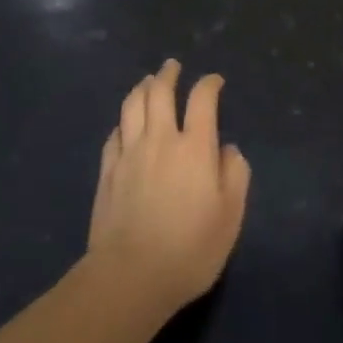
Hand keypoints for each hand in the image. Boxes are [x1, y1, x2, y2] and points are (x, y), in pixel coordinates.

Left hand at [88, 59, 251, 318]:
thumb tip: (227, 150)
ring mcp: (129, 153)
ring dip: (142, 88)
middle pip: (160, 92)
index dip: (209, 84)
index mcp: (195, 147)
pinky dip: (123, 120)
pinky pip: (114, 133)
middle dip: (168, 74)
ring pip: (132, 106)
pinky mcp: (107, 171)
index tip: (215, 81)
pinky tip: (126, 123)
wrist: (130, 276)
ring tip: (148, 81)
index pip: (202, 99)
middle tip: (172, 66)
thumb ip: (235, 175)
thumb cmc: (190, 249)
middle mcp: (161, 139)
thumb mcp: (230, 216)